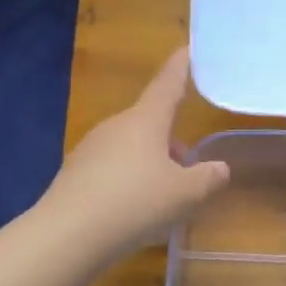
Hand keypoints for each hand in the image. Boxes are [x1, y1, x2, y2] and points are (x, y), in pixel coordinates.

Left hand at [41, 49, 230, 258]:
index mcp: (145, 121)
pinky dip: (128, 183)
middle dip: (171, 141)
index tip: (188, 49)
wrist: (66, 237)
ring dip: (151, 164)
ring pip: (131, 149)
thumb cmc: (135, 203)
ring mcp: (90, 149)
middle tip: (189, 169)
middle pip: (151, 124)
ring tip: (164, 198)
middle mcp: (116, 127)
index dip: (180, 67)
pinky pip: (111, 170)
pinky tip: (133, 213)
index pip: (168, 85)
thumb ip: (208, 178)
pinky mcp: (74, 176)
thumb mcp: (185, 194)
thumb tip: (219, 168)